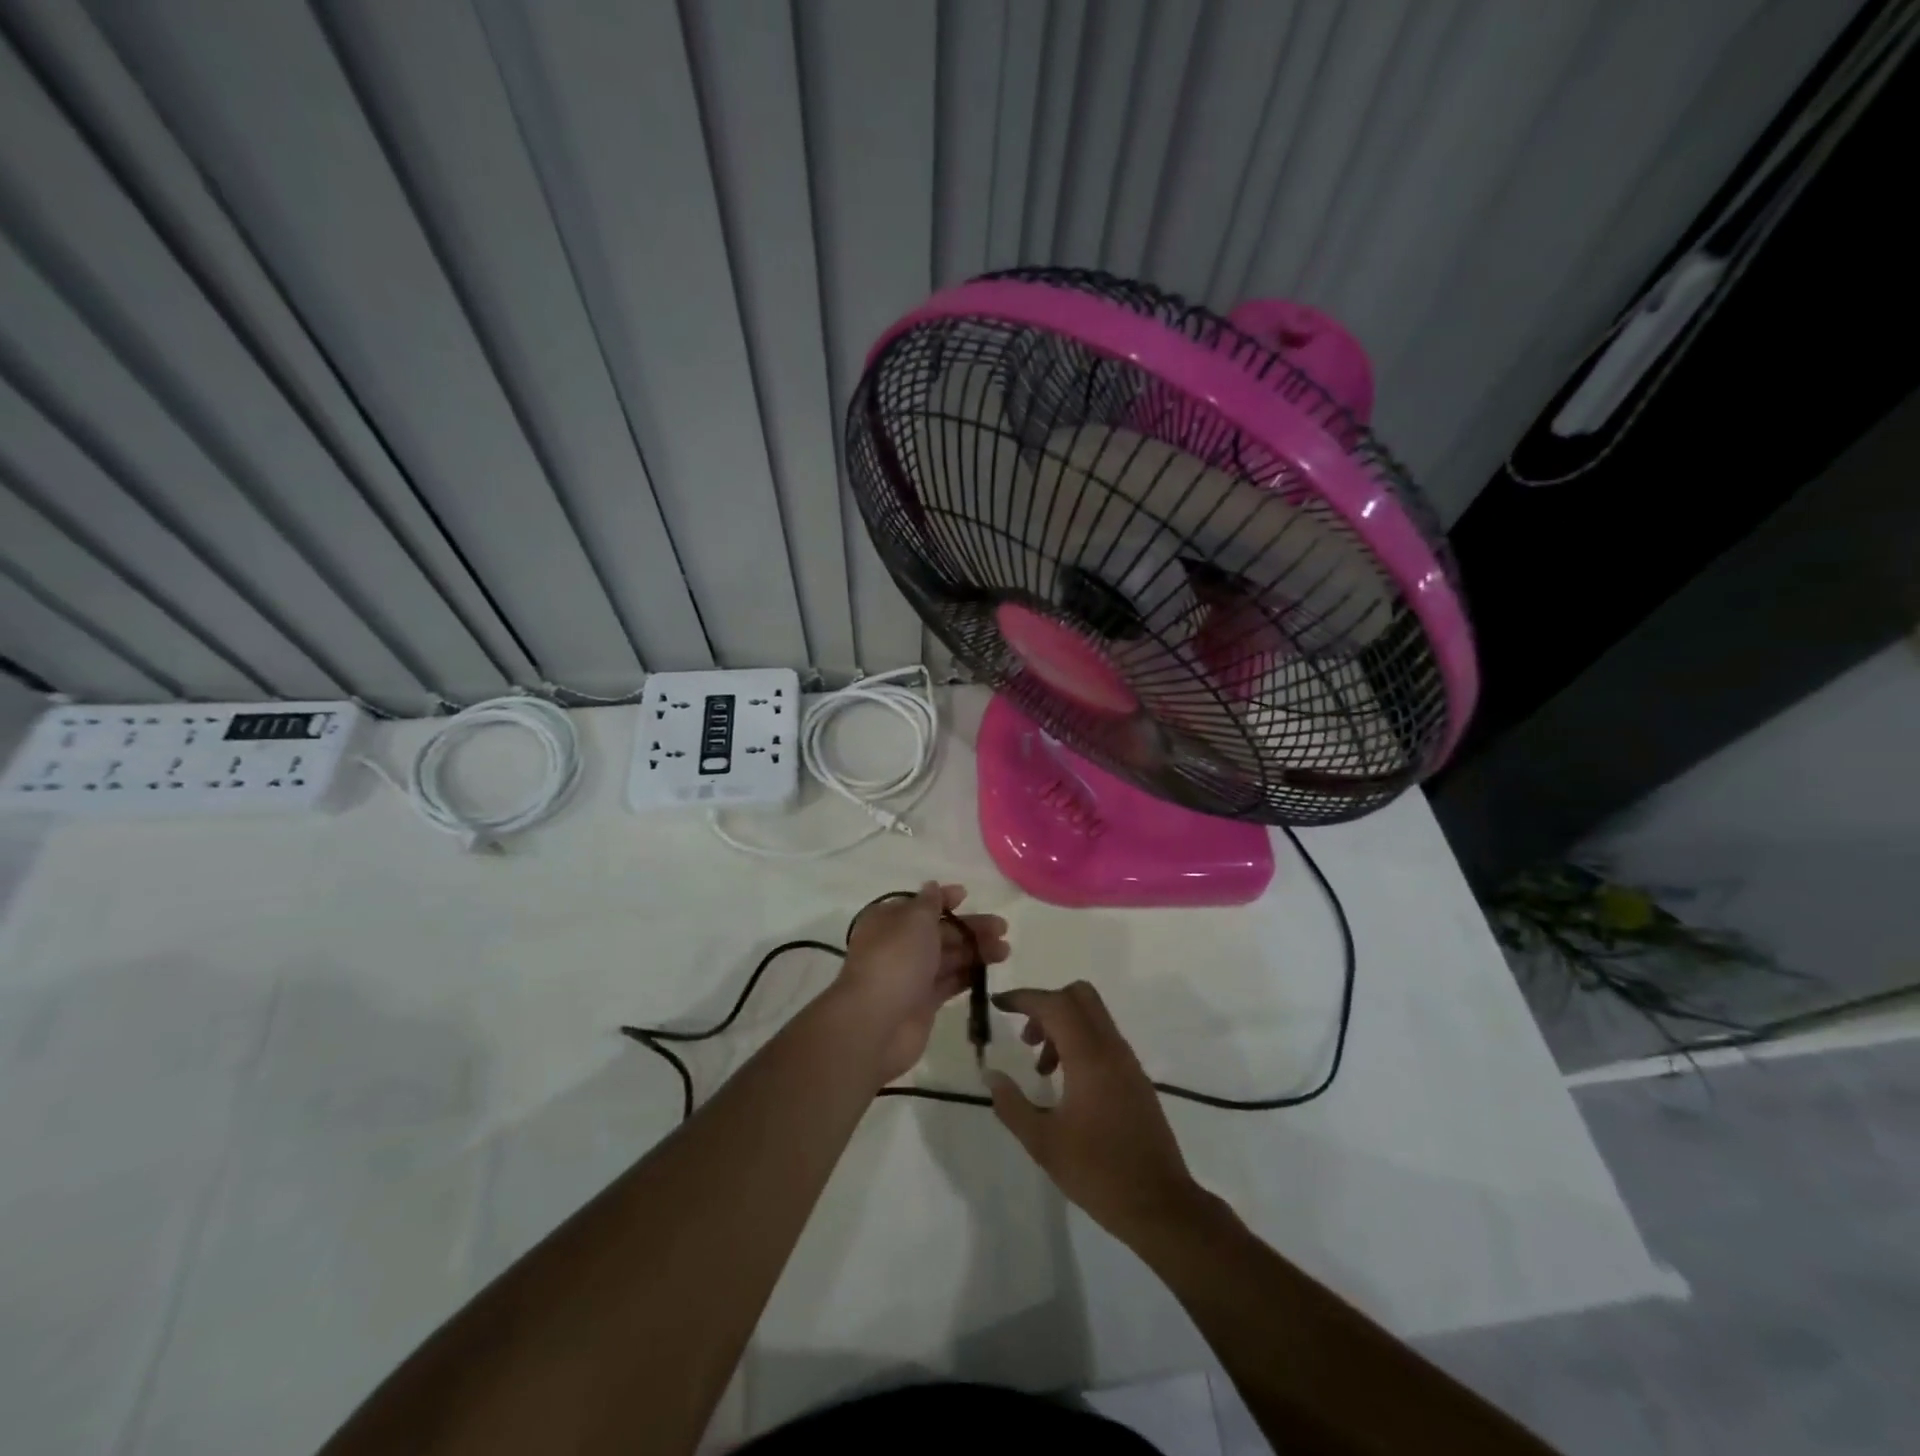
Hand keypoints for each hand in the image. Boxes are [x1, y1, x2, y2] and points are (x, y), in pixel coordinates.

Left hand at [838, 882, 1008, 1084]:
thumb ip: (929, 903)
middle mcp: (898, 945)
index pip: (919, 904)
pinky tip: (990, 972)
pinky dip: (968, 975)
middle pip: (939, 932)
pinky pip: (949, 982)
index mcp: (888, 921)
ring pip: (948, 957)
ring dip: (975, 951)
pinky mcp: (923, 1003)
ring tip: (1005, 951)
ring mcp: (911, 976)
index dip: (944, 899)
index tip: (967, 896)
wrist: (877, 1023)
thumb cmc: (896, 960)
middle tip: (1002, 928)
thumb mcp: (914, 920)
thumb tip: (932, 886)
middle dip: (969, 928)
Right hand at [988, 982, 1207, 1244]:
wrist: (1160, 1205)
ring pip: (1092, 1017)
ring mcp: (1128, 1062)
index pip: (1054, 1004)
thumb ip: (1012, 1104)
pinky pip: (1103, 1039)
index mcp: (1090, 1057)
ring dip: (1062, 1026)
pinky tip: (1066, 1083)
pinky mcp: (1136, 1079)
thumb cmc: (1098, 1172)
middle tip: (1025, 1037)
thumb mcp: (1043, 1142)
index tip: (998, 1004)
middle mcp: (1112, 1048)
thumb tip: (991, 1075)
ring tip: (1041, 1069)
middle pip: (1079, 996)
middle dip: (1046, 1005)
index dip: (1024, 998)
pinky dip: (1079, 1043)